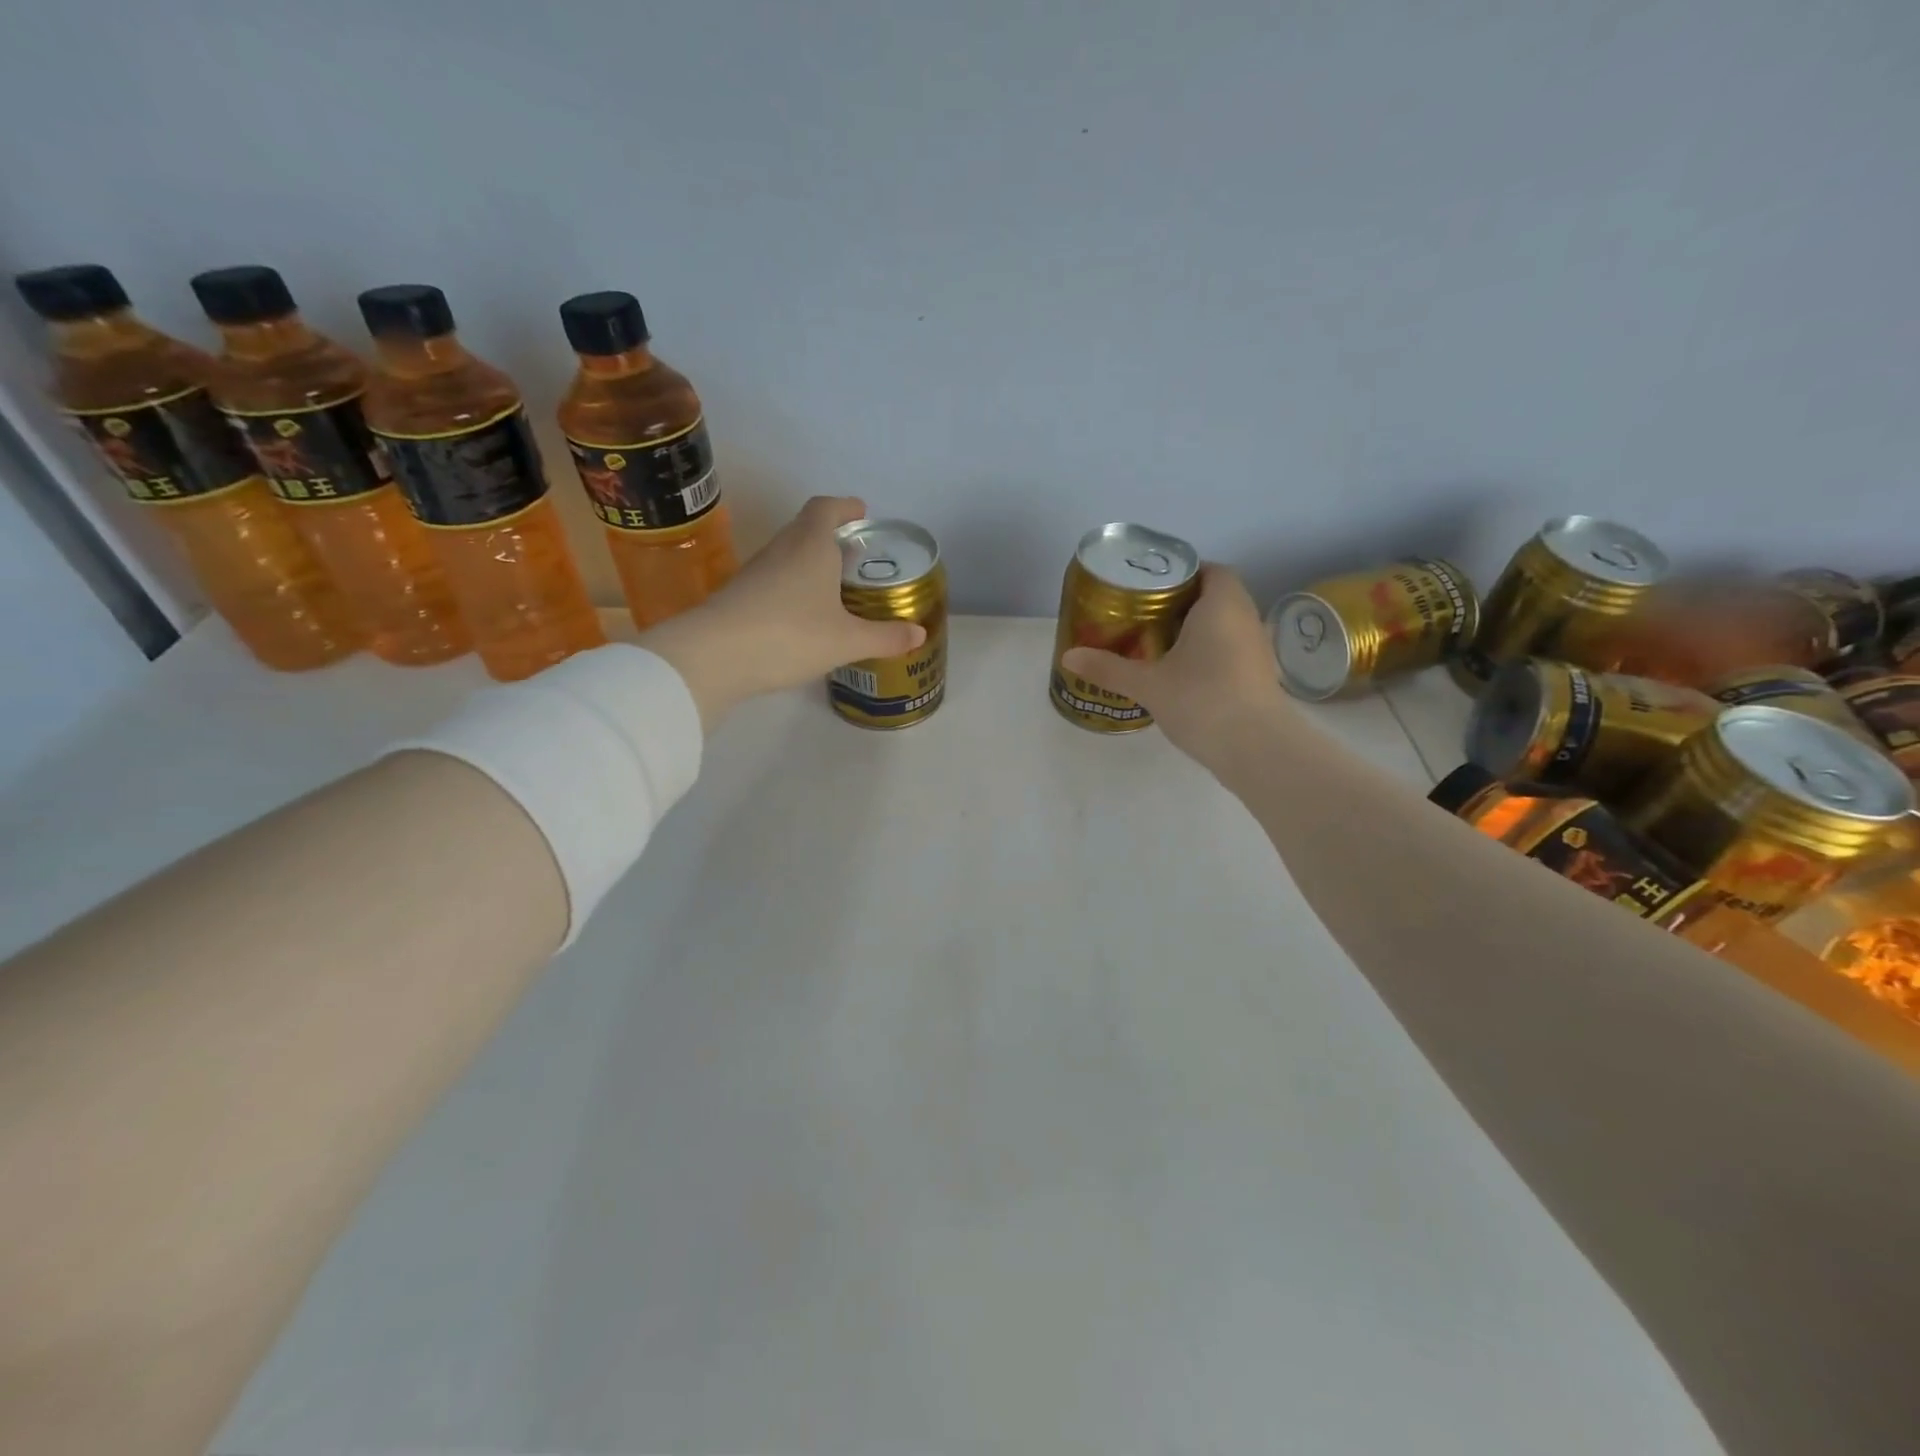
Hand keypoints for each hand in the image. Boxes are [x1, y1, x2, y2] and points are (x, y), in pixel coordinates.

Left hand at [642, 496, 926, 726]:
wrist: (713, 656)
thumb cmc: (790, 635)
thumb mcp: (846, 640)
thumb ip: (884, 637)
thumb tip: (919, 634)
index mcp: (812, 546)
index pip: (827, 509)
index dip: (845, 507)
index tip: (860, 511)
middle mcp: (782, 550)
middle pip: (806, 529)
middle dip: (831, 536)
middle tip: (853, 553)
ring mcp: (756, 572)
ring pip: (789, 555)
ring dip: (811, 562)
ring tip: (832, 584)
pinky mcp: (739, 596)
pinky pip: (774, 580)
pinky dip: (793, 586)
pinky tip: (803, 614)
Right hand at [1060, 564, 1287, 767]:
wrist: (1256, 748)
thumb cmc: (1202, 700)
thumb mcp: (1148, 684)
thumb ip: (1108, 668)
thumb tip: (1068, 657)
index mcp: (1222, 604)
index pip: (1210, 570)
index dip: (1183, 574)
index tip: (1151, 588)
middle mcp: (1246, 618)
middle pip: (1216, 596)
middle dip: (1182, 603)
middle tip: (1144, 616)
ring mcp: (1257, 649)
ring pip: (1225, 626)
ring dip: (1197, 631)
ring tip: (1158, 644)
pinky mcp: (1259, 677)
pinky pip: (1231, 651)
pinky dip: (1209, 654)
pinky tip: (1182, 674)